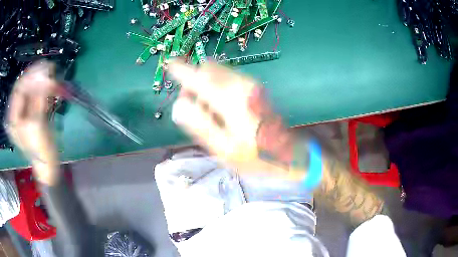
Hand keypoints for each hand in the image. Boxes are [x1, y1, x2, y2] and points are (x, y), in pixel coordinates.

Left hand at [6, 61, 59, 184]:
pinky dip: (45, 90)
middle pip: (25, 88)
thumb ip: (39, 99)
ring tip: (53, 77)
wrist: (48, 165)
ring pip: (32, 91)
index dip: (29, 77)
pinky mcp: (33, 113)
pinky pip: (37, 97)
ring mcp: (25, 113)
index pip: (18, 89)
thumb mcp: (37, 124)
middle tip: (50, 69)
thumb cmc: (40, 150)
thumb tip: (46, 76)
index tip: (43, 68)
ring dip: (42, 83)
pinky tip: (52, 88)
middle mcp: (17, 112)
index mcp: (14, 117)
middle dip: (37, 78)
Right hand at [170, 60, 385, 226]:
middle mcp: (241, 85)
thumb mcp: (225, 150)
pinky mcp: (255, 88)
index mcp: (231, 100)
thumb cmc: (259, 157)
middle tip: (191, 105)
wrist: (290, 154)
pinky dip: (216, 86)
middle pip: (208, 69)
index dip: (181, 70)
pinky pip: (228, 78)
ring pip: (218, 72)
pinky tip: (219, 108)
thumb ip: (200, 126)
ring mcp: (250, 84)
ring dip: (205, 85)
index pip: (199, 77)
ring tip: (207, 112)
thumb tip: (179, 106)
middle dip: (193, 82)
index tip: (168, 64)